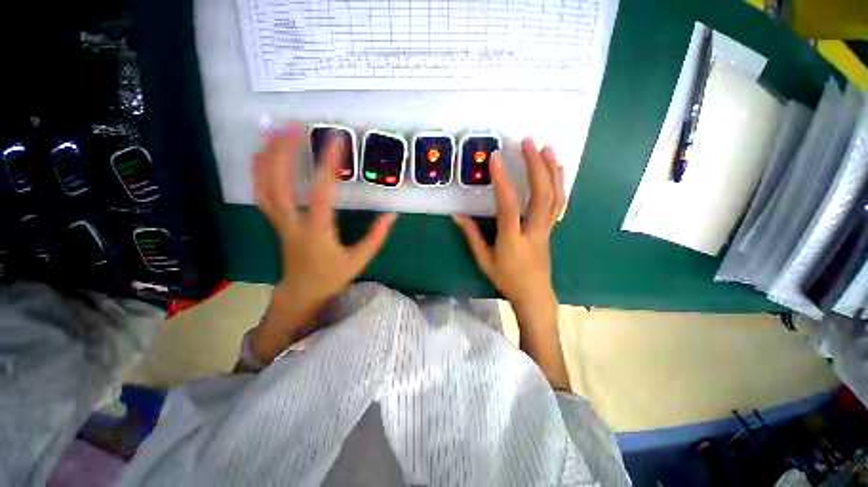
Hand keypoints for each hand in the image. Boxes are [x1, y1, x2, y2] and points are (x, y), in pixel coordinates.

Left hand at [249, 125, 397, 363]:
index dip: (328, 164)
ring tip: (275, 131)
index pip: (321, 192)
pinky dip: (259, 171)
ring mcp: (279, 221)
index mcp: (317, 231)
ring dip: (268, 156)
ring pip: (264, 186)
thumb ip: (376, 237)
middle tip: (295, 125)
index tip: (336, 140)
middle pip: (279, 183)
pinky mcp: (275, 221)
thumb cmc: (331, 277)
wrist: (301, 292)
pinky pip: (261, 193)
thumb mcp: (359, 260)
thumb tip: (392, 215)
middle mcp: (293, 222)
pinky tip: (262, 155)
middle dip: (285, 151)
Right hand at [453, 138, 569, 390]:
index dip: (502, 181)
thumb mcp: (484, 259)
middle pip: (540, 195)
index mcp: (512, 239)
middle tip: (529, 142)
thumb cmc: (506, 278)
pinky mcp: (551, 229)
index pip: (508, 206)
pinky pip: (559, 204)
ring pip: (555, 197)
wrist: (533, 294)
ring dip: (552, 170)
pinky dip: (559, 184)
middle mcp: (533, 230)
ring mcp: (546, 229)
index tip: (495, 159)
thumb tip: (457, 216)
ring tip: (547, 148)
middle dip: (535, 166)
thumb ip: (471, 235)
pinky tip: (556, 170)